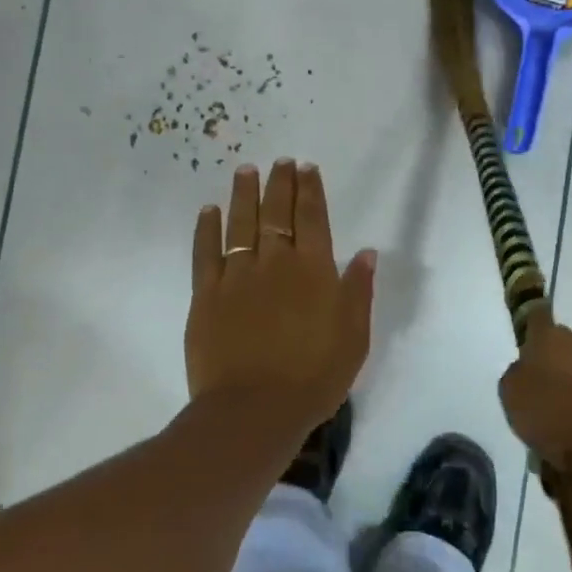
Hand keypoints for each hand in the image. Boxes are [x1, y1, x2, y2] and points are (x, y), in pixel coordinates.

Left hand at [187, 159, 377, 436]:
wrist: (255, 409)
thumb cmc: (315, 377)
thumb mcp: (354, 337)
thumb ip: (358, 291)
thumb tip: (366, 253)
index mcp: (314, 271)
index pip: (313, 219)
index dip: (310, 191)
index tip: (307, 168)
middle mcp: (275, 263)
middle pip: (277, 213)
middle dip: (280, 183)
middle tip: (280, 162)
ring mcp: (237, 276)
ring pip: (240, 224)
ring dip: (244, 195)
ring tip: (245, 170)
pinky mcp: (206, 296)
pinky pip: (205, 253)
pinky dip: (206, 229)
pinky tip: (208, 211)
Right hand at [498, 313, 571, 469]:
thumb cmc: (548, 415)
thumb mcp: (511, 394)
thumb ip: (517, 372)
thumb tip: (527, 367)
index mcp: (549, 336)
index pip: (537, 314)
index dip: (531, 326)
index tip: (526, 341)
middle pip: (566, 339)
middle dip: (557, 353)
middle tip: (546, 379)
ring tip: (567, 400)